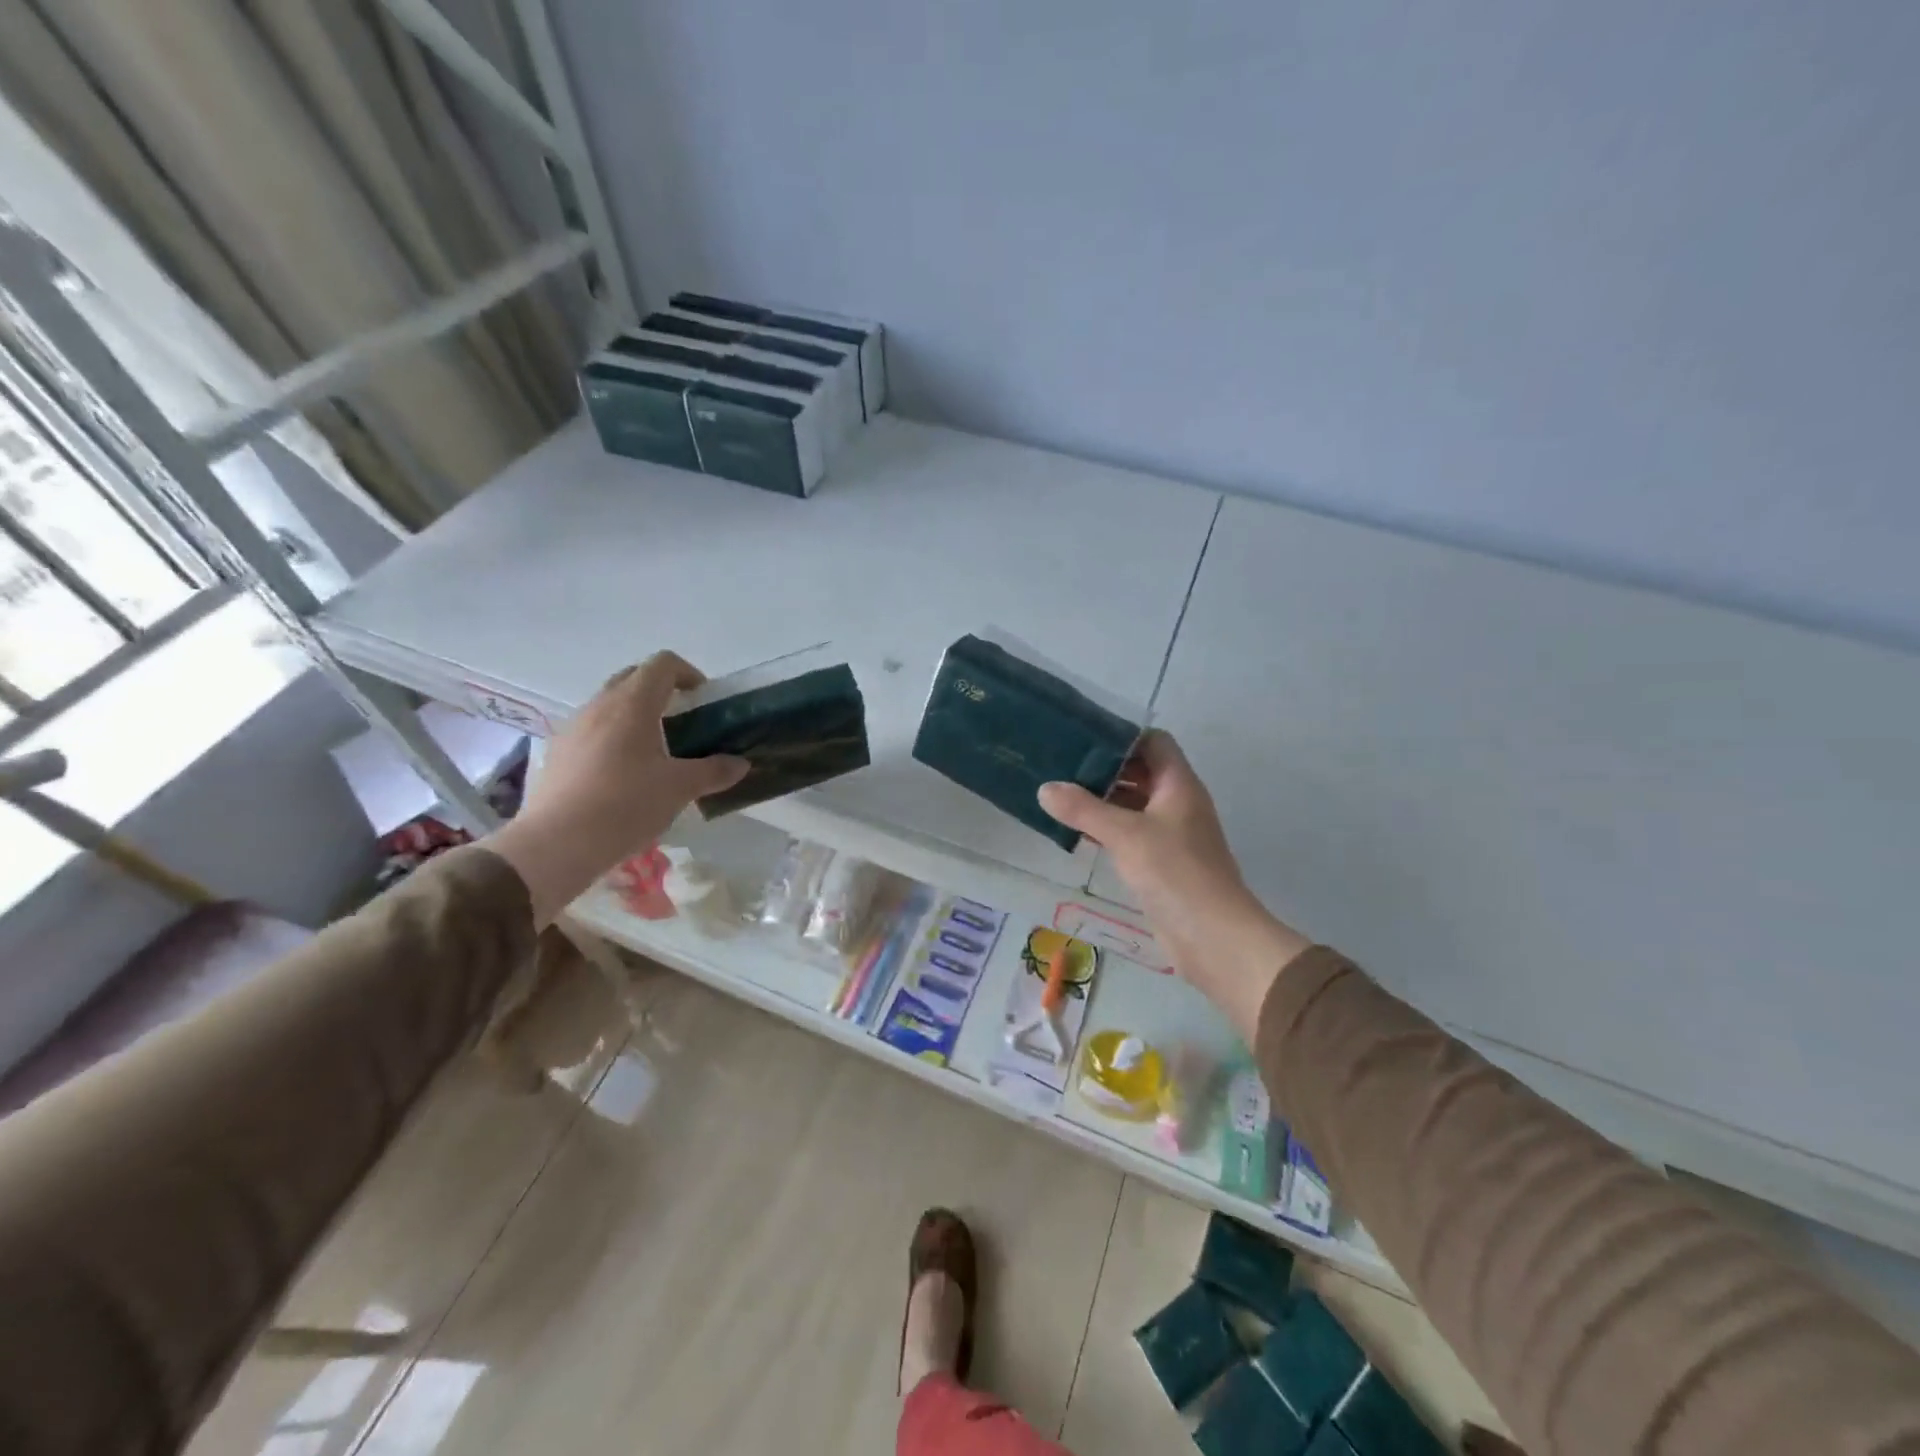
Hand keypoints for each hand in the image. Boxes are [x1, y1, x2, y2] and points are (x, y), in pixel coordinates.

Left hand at [487, 653, 747, 924]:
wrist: (555, 845)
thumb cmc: (625, 805)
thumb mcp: (679, 789)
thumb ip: (714, 771)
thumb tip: (740, 764)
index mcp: (632, 704)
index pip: (662, 664)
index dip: (688, 673)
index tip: (703, 699)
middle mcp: (599, 706)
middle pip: (633, 678)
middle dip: (661, 691)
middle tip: (683, 722)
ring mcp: (573, 729)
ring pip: (609, 705)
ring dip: (635, 716)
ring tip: (655, 753)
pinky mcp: (557, 754)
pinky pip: (591, 732)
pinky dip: (613, 739)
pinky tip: (622, 777)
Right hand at [1037, 732, 1307, 1040]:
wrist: (1213, 937)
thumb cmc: (1174, 872)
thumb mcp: (1124, 835)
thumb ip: (1084, 809)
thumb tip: (1045, 788)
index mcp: (1178, 785)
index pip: (1153, 742)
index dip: (1122, 735)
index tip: (1083, 736)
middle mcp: (1178, 803)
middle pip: (1141, 772)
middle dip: (1105, 768)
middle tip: (1062, 764)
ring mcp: (1172, 834)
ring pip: (1134, 805)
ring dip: (1103, 800)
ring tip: (1061, 794)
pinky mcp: (1162, 863)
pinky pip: (1131, 833)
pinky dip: (1107, 828)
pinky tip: (1078, 832)